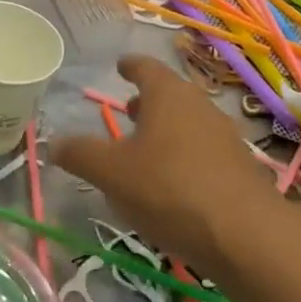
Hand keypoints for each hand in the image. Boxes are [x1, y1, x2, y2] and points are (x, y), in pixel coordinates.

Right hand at [51, 55, 274, 273]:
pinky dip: (183, 155)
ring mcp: (224, 136)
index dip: (130, 66)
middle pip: (170, 94)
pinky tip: (172, 183)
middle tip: (127, 110)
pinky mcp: (239, 168)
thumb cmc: (169, 189)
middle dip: (147, 101)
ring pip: (188, 122)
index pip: (146, 67)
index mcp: (168, 94)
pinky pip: (203, 150)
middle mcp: (199, 106)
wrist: (246, 236)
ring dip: (166, 129)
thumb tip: (54, 144)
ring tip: (145, 149)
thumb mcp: (111, 173)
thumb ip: (80, 154)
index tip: (120, 66)